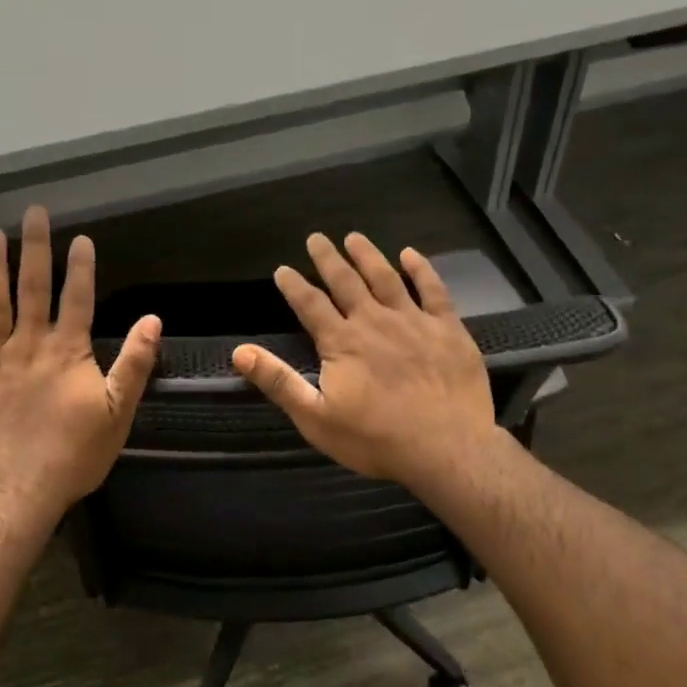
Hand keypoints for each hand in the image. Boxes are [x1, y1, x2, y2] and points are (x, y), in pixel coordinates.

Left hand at [0, 207, 160, 524]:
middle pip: (32, 288)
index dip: (80, 266)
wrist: (13, 493)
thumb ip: (135, 364)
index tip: (80, 237)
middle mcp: (28, 345)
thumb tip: (154, 320)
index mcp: (67, 352)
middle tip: (32, 214)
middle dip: (34, 249)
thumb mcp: (118, 413)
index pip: (77, 298)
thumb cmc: (72, 455)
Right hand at [233, 233, 499, 490]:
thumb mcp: (316, 418)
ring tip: (354, 237)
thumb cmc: (376, 439)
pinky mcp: (447, 328)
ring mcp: (414, 321)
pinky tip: (411, 254)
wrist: (446, 449)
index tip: (282, 269)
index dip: (294, 285)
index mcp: (342, 342)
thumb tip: (239, 352)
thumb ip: (279, 382)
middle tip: (316, 238)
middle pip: (346, 281)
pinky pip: (433, 290)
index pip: (310, 304)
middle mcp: (374, 321)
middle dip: (328, 258)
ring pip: (386, 277)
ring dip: (368, 255)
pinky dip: (421, 269)